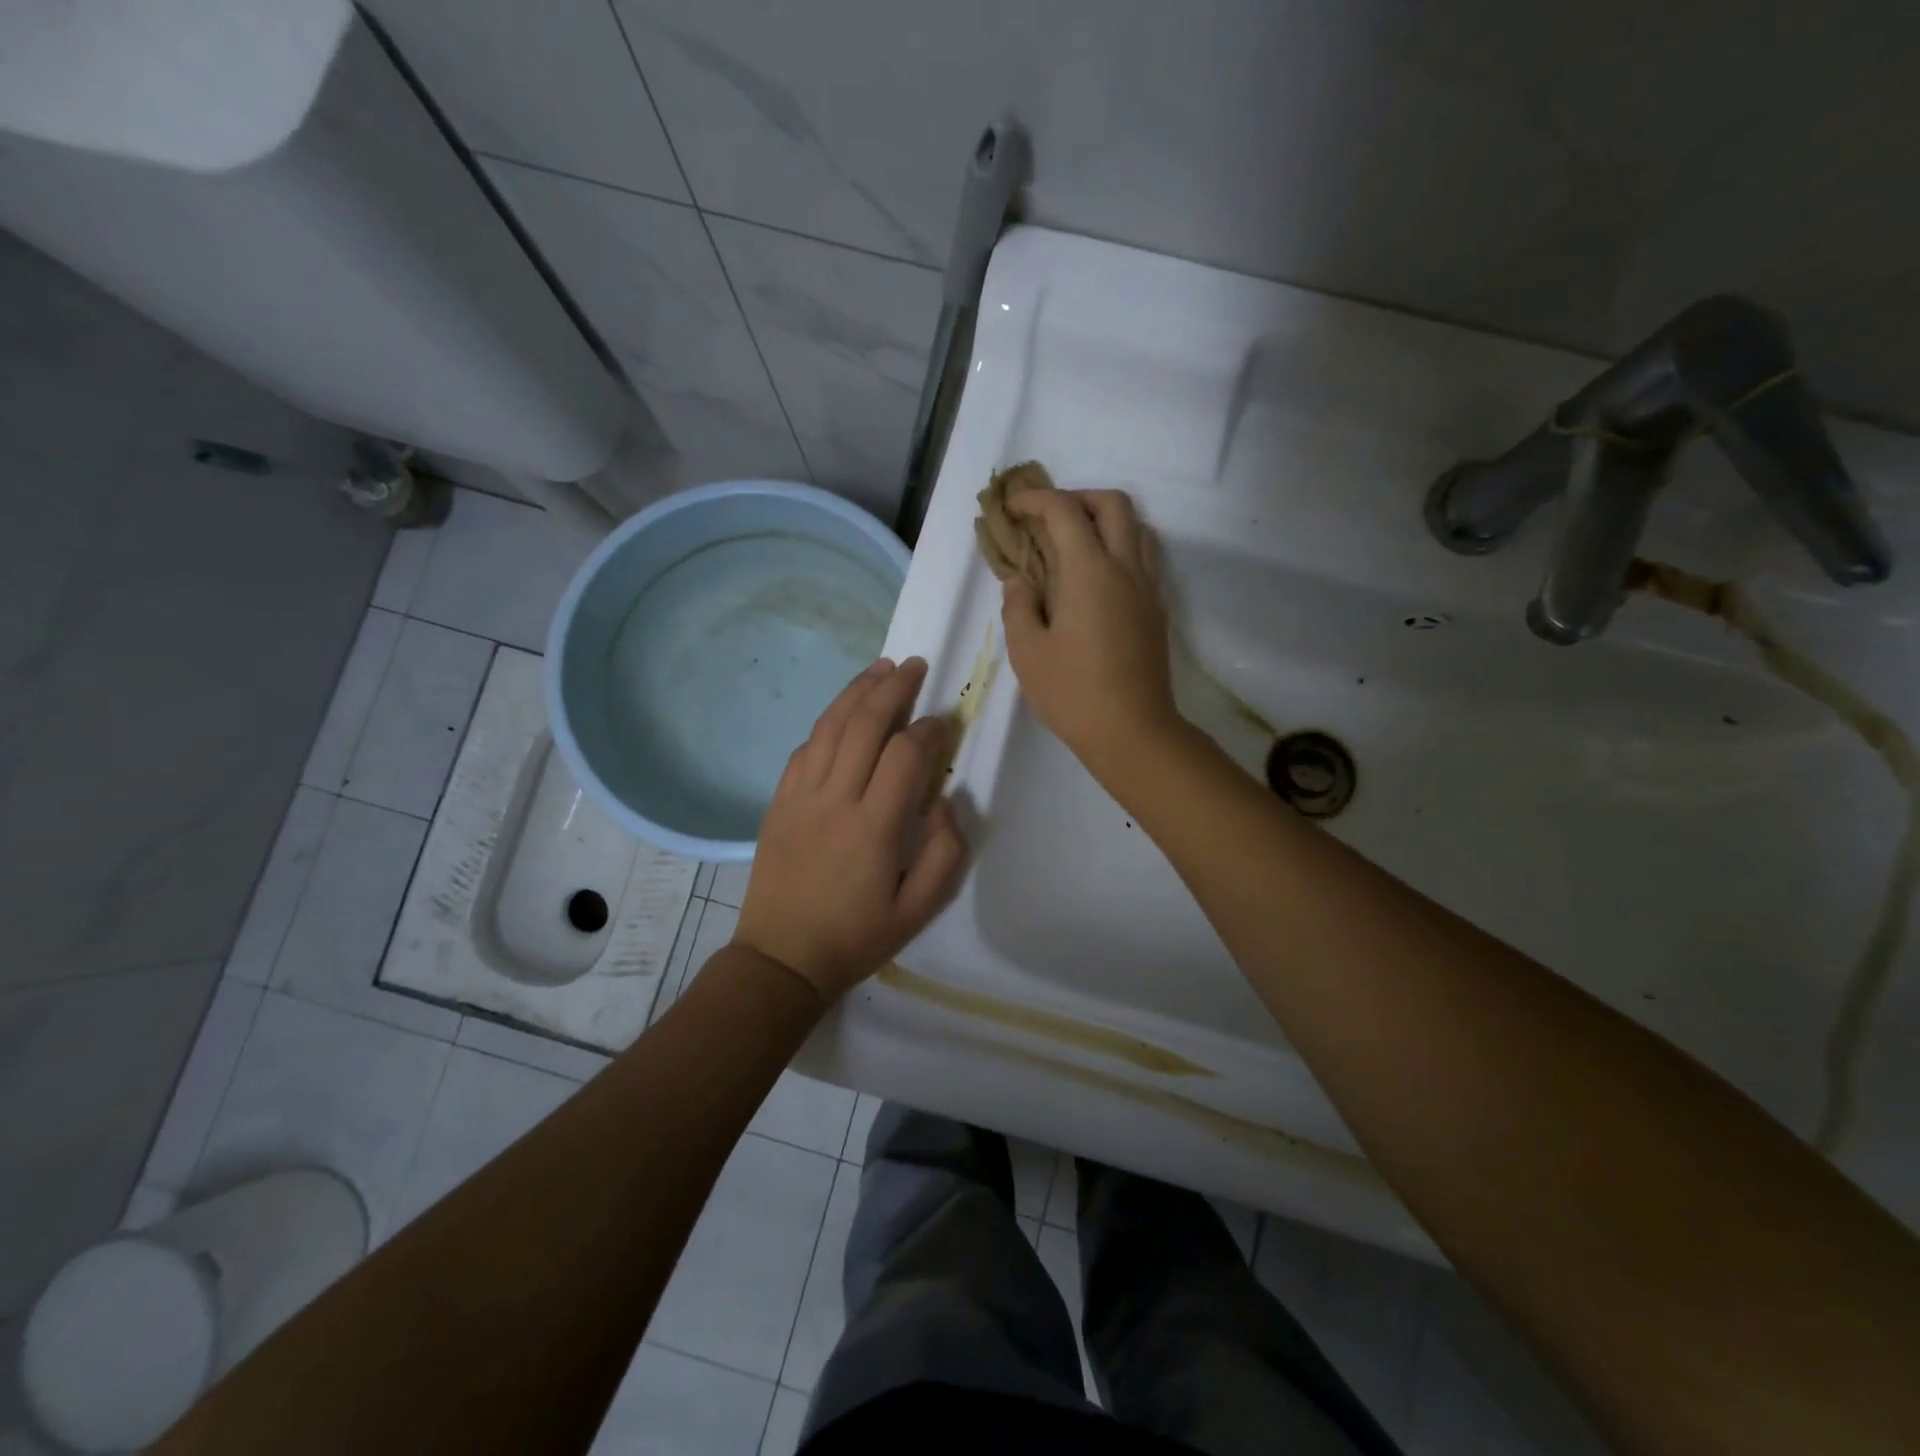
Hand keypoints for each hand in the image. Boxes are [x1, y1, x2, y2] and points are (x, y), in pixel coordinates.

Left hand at [735, 657, 966, 999]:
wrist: (781, 958)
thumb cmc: (856, 937)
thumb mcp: (919, 909)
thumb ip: (945, 853)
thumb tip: (945, 801)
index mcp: (873, 827)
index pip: (905, 755)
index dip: (928, 729)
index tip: (942, 722)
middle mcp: (835, 800)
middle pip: (864, 725)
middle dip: (893, 688)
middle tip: (915, 666)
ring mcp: (800, 796)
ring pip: (829, 726)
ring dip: (856, 691)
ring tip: (880, 668)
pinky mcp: (778, 801)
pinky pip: (804, 748)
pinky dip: (827, 723)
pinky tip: (842, 714)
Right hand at [1000, 489, 1178, 776]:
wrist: (1133, 732)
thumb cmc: (1073, 694)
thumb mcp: (1027, 653)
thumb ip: (1018, 607)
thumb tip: (1020, 581)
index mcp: (1090, 572)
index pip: (1064, 512)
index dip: (1035, 500)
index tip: (1011, 508)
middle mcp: (1125, 569)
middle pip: (1113, 504)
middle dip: (1077, 497)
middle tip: (1047, 518)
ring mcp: (1147, 588)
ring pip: (1136, 527)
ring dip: (1104, 520)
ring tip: (1073, 543)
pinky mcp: (1156, 610)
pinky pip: (1143, 557)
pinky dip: (1119, 546)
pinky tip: (1094, 577)